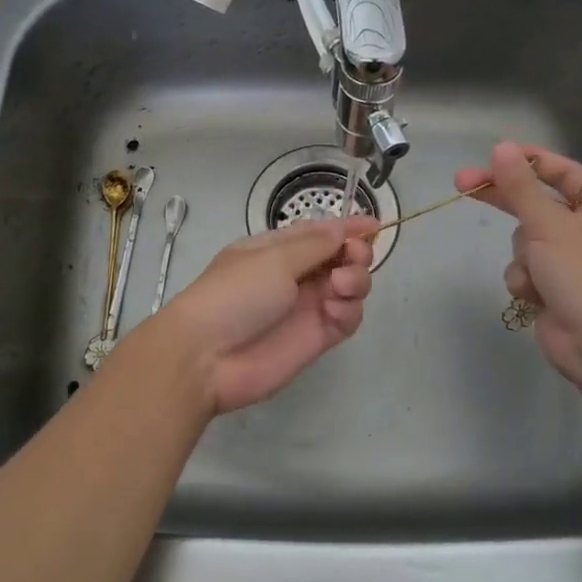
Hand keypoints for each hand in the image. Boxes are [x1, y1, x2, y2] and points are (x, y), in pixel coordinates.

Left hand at [153, 215, 378, 415]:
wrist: (206, 357)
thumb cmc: (234, 294)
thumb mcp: (272, 258)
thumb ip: (314, 244)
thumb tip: (342, 228)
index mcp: (276, 249)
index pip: (319, 233)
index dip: (347, 228)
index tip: (374, 225)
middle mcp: (294, 275)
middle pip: (340, 258)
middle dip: (355, 253)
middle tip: (353, 257)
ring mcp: (306, 307)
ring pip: (349, 287)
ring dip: (355, 280)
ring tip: (341, 286)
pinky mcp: (316, 338)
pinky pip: (346, 318)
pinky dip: (350, 310)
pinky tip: (336, 309)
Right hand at [453, 142, 581, 391]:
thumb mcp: (550, 224)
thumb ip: (521, 186)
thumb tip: (502, 147)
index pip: (563, 171)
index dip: (529, 161)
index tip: (493, 155)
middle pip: (537, 203)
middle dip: (505, 199)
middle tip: (462, 183)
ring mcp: (572, 262)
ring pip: (525, 241)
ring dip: (523, 255)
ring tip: (537, 272)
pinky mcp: (554, 290)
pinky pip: (525, 271)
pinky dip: (525, 280)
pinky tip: (535, 295)